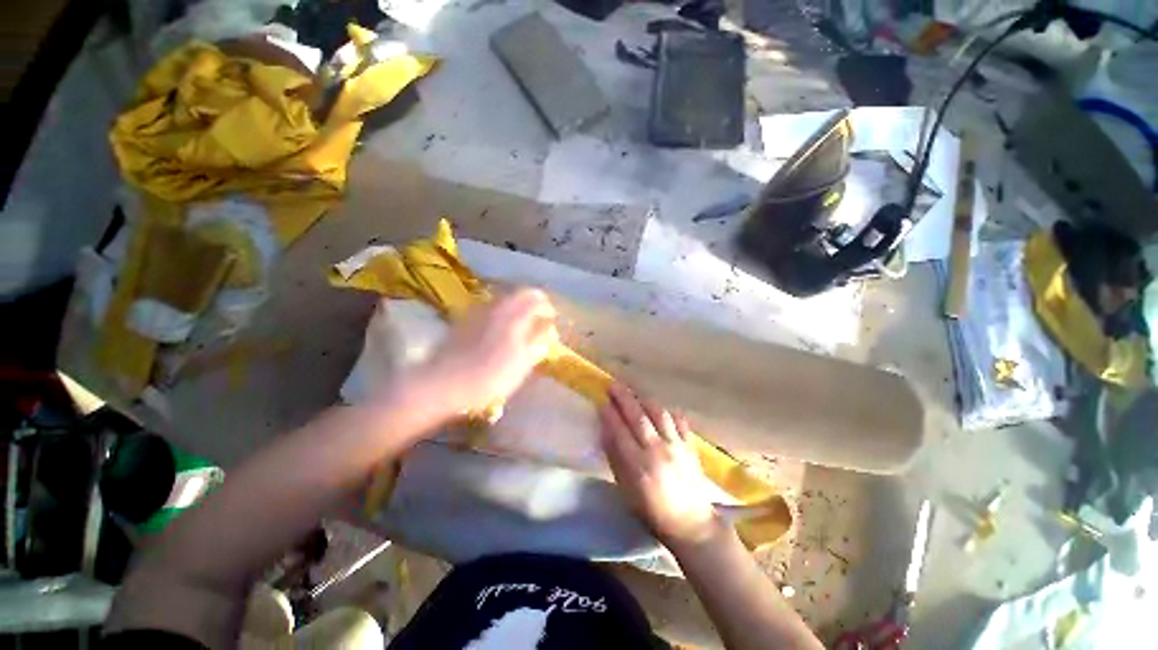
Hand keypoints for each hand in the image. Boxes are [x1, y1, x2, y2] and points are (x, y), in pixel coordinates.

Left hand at [414, 288, 557, 419]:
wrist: (443, 383)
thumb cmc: (489, 376)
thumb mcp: (522, 363)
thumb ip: (537, 342)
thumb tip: (548, 328)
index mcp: (513, 315)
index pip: (535, 297)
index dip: (547, 306)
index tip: (552, 317)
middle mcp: (495, 307)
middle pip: (518, 293)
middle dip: (532, 301)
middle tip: (539, 316)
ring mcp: (477, 312)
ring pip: (502, 299)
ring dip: (516, 305)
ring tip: (522, 321)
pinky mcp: (464, 321)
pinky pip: (489, 308)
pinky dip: (500, 312)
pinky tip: (499, 327)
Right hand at [599, 383, 717, 545]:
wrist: (691, 524)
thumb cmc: (652, 511)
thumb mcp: (627, 491)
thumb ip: (616, 459)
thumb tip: (606, 432)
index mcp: (639, 466)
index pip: (620, 432)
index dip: (610, 415)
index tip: (602, 402)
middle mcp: (657, 451)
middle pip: (638, 417)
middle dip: (624, 399)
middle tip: (613, 386)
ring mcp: (676, 446)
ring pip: (659, 414)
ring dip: (644, 401)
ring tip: (635, 394)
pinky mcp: (690, 446)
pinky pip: (679, 421)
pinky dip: (669, 412)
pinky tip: (661, 410)